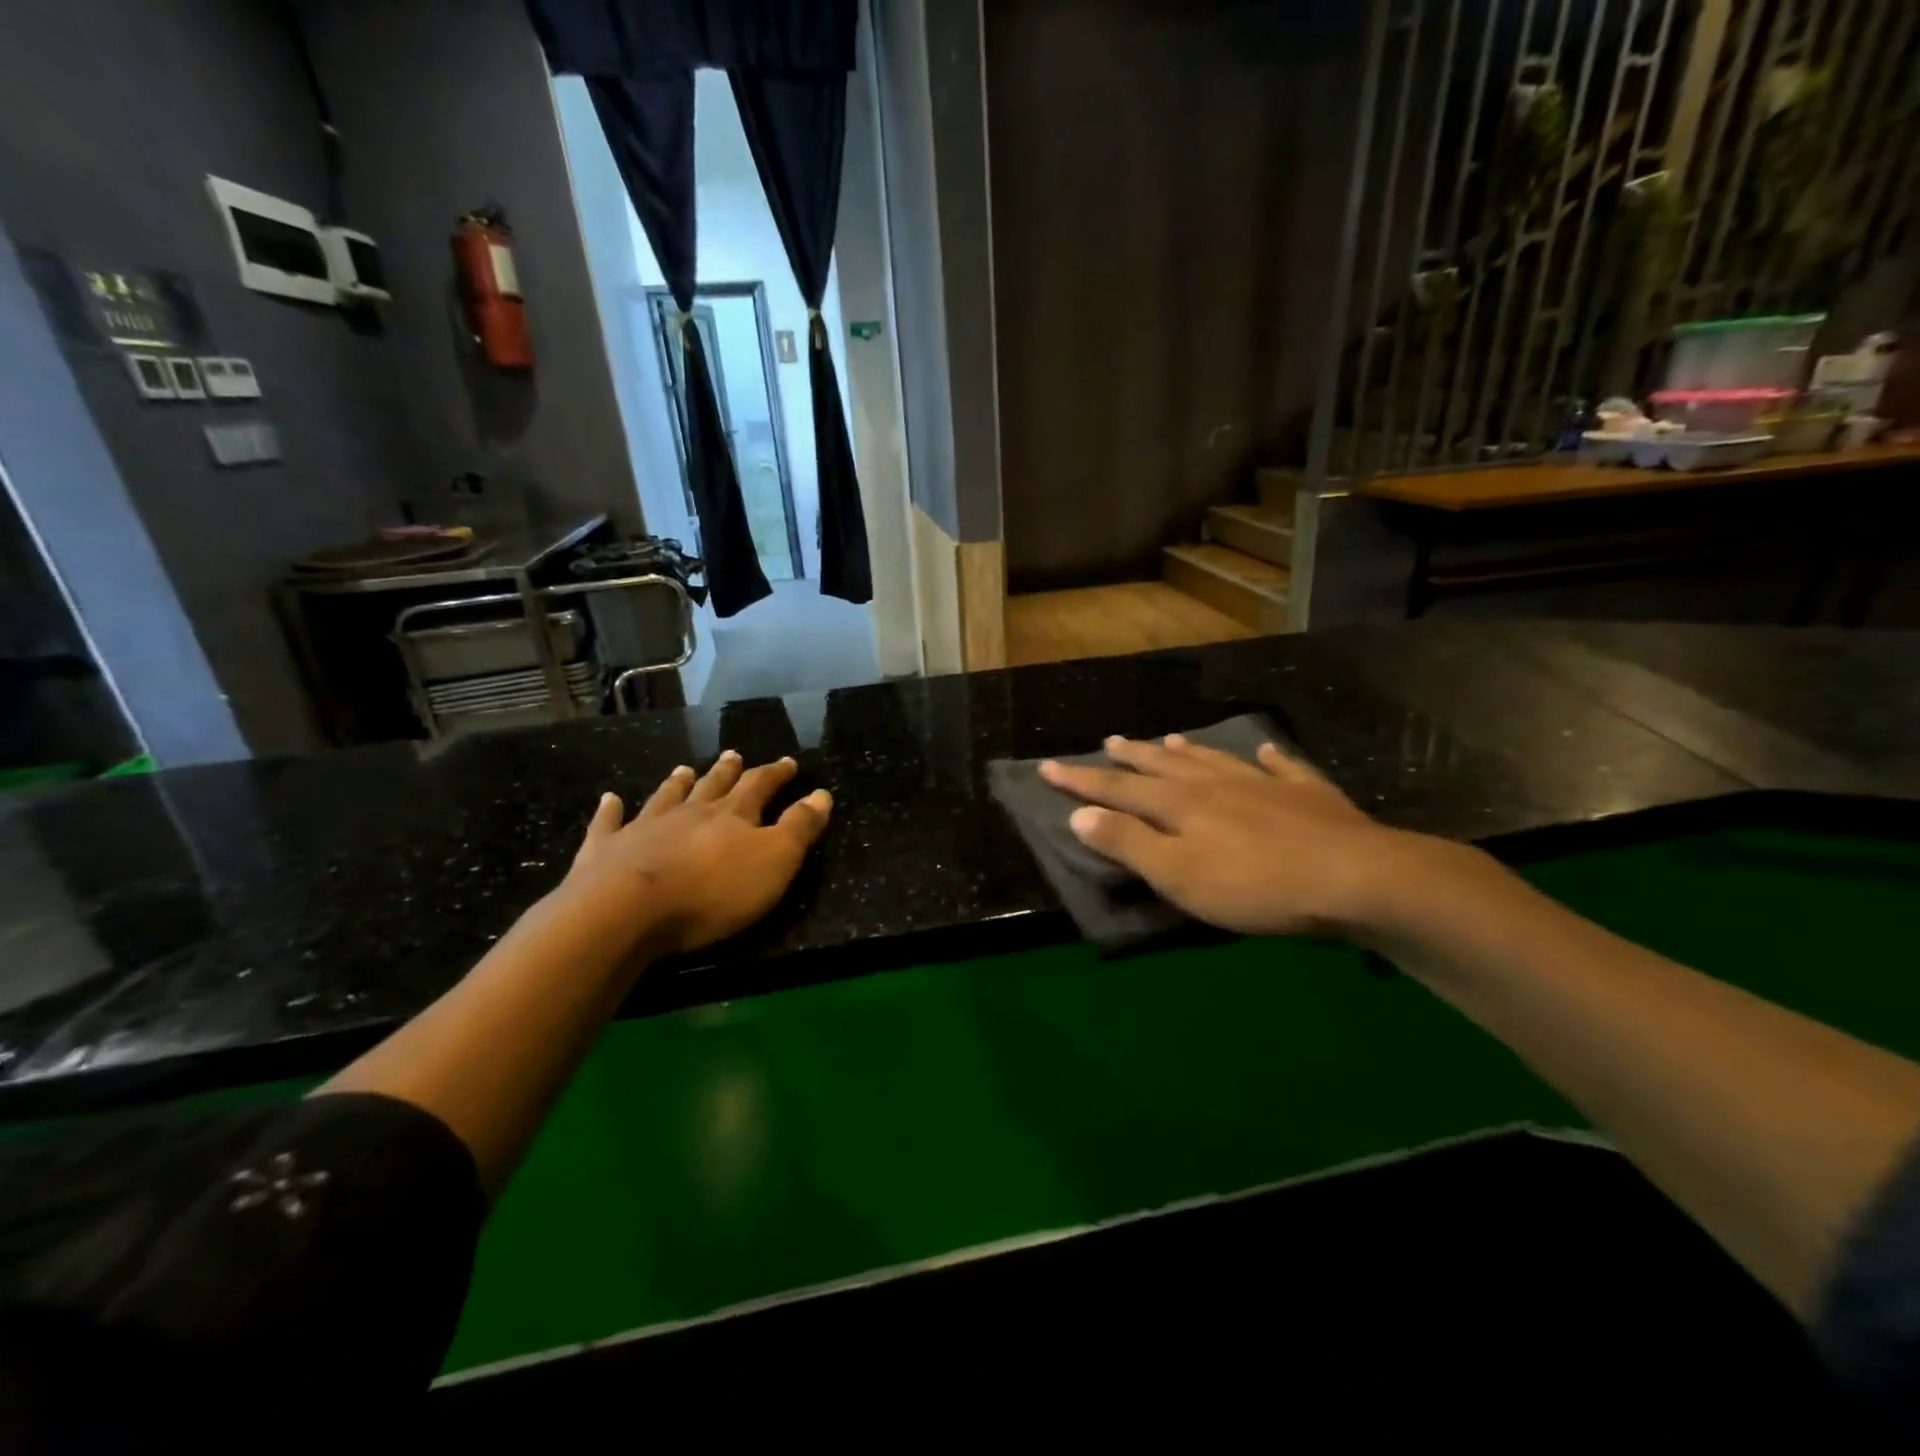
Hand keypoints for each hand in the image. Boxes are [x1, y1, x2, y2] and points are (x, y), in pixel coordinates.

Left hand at [562, 751, 831, 955]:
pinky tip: (610, 799)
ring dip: (677, 783)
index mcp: (732, 816)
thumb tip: (822, 794)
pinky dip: (611, 810)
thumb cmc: (712, 891)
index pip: (760, 786)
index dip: (775, 774)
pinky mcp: (605, 850)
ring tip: (684, 770)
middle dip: (728, 772)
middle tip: (734, 755)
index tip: (788, 762)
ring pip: (666, 798)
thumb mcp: (774, 861)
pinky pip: (609, 823)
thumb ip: (799, 828)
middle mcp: (689, 813)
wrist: (627, 911)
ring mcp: (643, 828)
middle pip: (712, 786)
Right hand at [1039, 734, 1407, 936]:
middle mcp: (1215, 784)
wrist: (1354, 877)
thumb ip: (1127, 843)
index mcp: (1179, 804)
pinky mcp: (1308, 794)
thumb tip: (1078, 813)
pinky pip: (1282, 767)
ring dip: (1187, 750)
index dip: (1080, 780)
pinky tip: (1265, 751)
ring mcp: (1263, 783)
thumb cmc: (1254, 885)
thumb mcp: (1178, 875)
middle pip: (1163, 766)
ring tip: (1169, 740)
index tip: (1047, 767)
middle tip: (1110, 741)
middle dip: (1132, 757)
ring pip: (1214, 760)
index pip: (1117, 788)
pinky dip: (1268, 758)